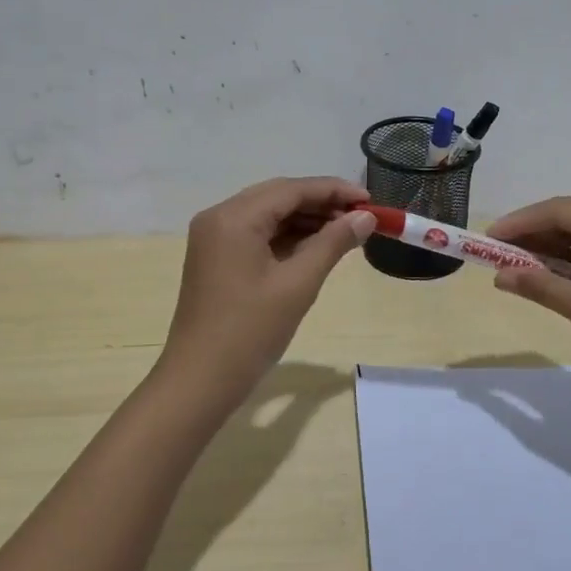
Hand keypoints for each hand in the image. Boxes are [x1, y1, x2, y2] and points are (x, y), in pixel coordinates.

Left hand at [158, 177, 374, 401]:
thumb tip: (366, 217)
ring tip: (346, 231)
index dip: (333, 190)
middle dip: (321, 203)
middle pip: (278, 197)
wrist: (199, 381)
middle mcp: (219, 217)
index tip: (370, 200)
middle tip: (361, 216)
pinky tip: (316, 246)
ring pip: (268, 215)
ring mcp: (214, 238)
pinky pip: (256, 235)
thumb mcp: (298, 284)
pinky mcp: (216, 258)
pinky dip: (286, 237)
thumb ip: (333, 243)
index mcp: (234, 217)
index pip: (291, 189)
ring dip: (305, 220)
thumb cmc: (250, 331)